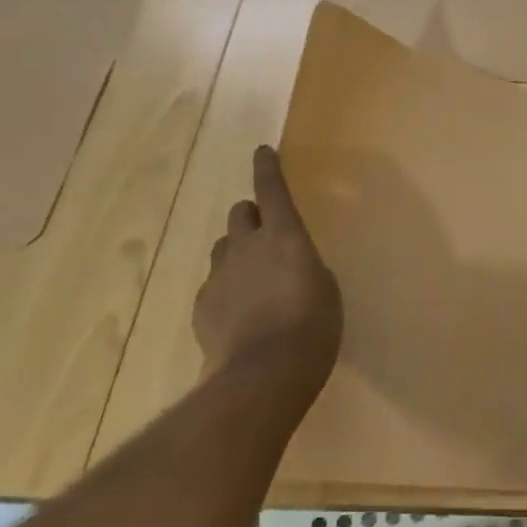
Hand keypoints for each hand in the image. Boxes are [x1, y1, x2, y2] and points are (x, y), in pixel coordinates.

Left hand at [195, 146, 341, 393]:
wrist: (263, 374)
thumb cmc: (313, 326)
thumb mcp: (325, 289)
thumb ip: (304, 266)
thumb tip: (289, 266)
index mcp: (284, 235)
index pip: (272, 189)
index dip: (267, 168)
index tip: (262, 151)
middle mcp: (247, 246)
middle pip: (240, 214)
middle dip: (251, 218)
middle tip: (265, 236)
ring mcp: (220, 276)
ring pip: (224, 248)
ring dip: (238, 253)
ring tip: (253, 281)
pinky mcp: (202, 306)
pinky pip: (214, 286)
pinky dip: (226, 291)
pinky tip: (238, 317)